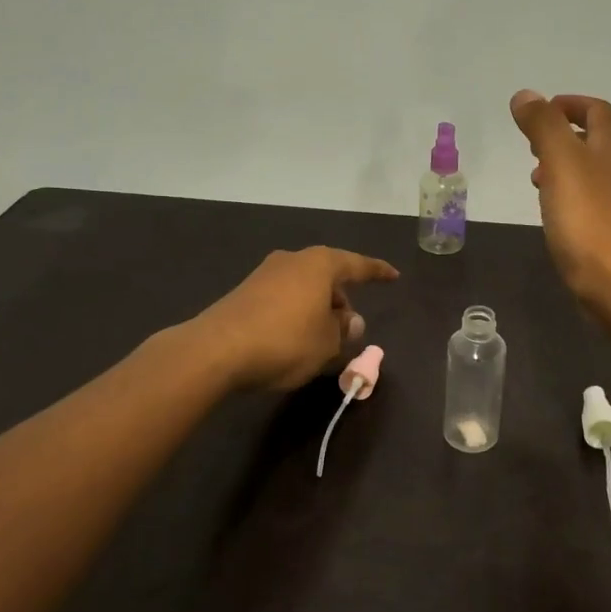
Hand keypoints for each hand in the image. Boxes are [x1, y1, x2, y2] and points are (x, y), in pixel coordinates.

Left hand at [192, 247, 398, 390]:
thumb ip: (344, 330)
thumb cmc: (285, 341)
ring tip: (322, 338)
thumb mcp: (327, 342)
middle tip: (349, 326)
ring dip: (317, 308)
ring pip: (304, 288)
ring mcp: (264, 275)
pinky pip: (283, 299)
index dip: (377, 272)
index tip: (394, 276)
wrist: (216, 350)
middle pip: (327, 276)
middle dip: (342, 299)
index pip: (357, 265)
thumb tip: (351, 320)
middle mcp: (292, 260)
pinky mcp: (244, 294)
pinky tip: (294, 339)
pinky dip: (295, 314)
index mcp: (319, 264)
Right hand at [510, 90, 610, 308]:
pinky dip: (571, 197)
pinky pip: (593, 203)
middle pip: (597, 141)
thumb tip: (526, 95)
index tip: (539, 113)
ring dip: (565, 168)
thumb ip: (543, 126)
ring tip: (537, 179)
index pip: (597, 110)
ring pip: (594, 173)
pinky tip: (555, 215)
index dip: (568, 104)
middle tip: (532, 146)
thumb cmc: (589, 219)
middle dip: (564, 136)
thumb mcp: (561, 162)